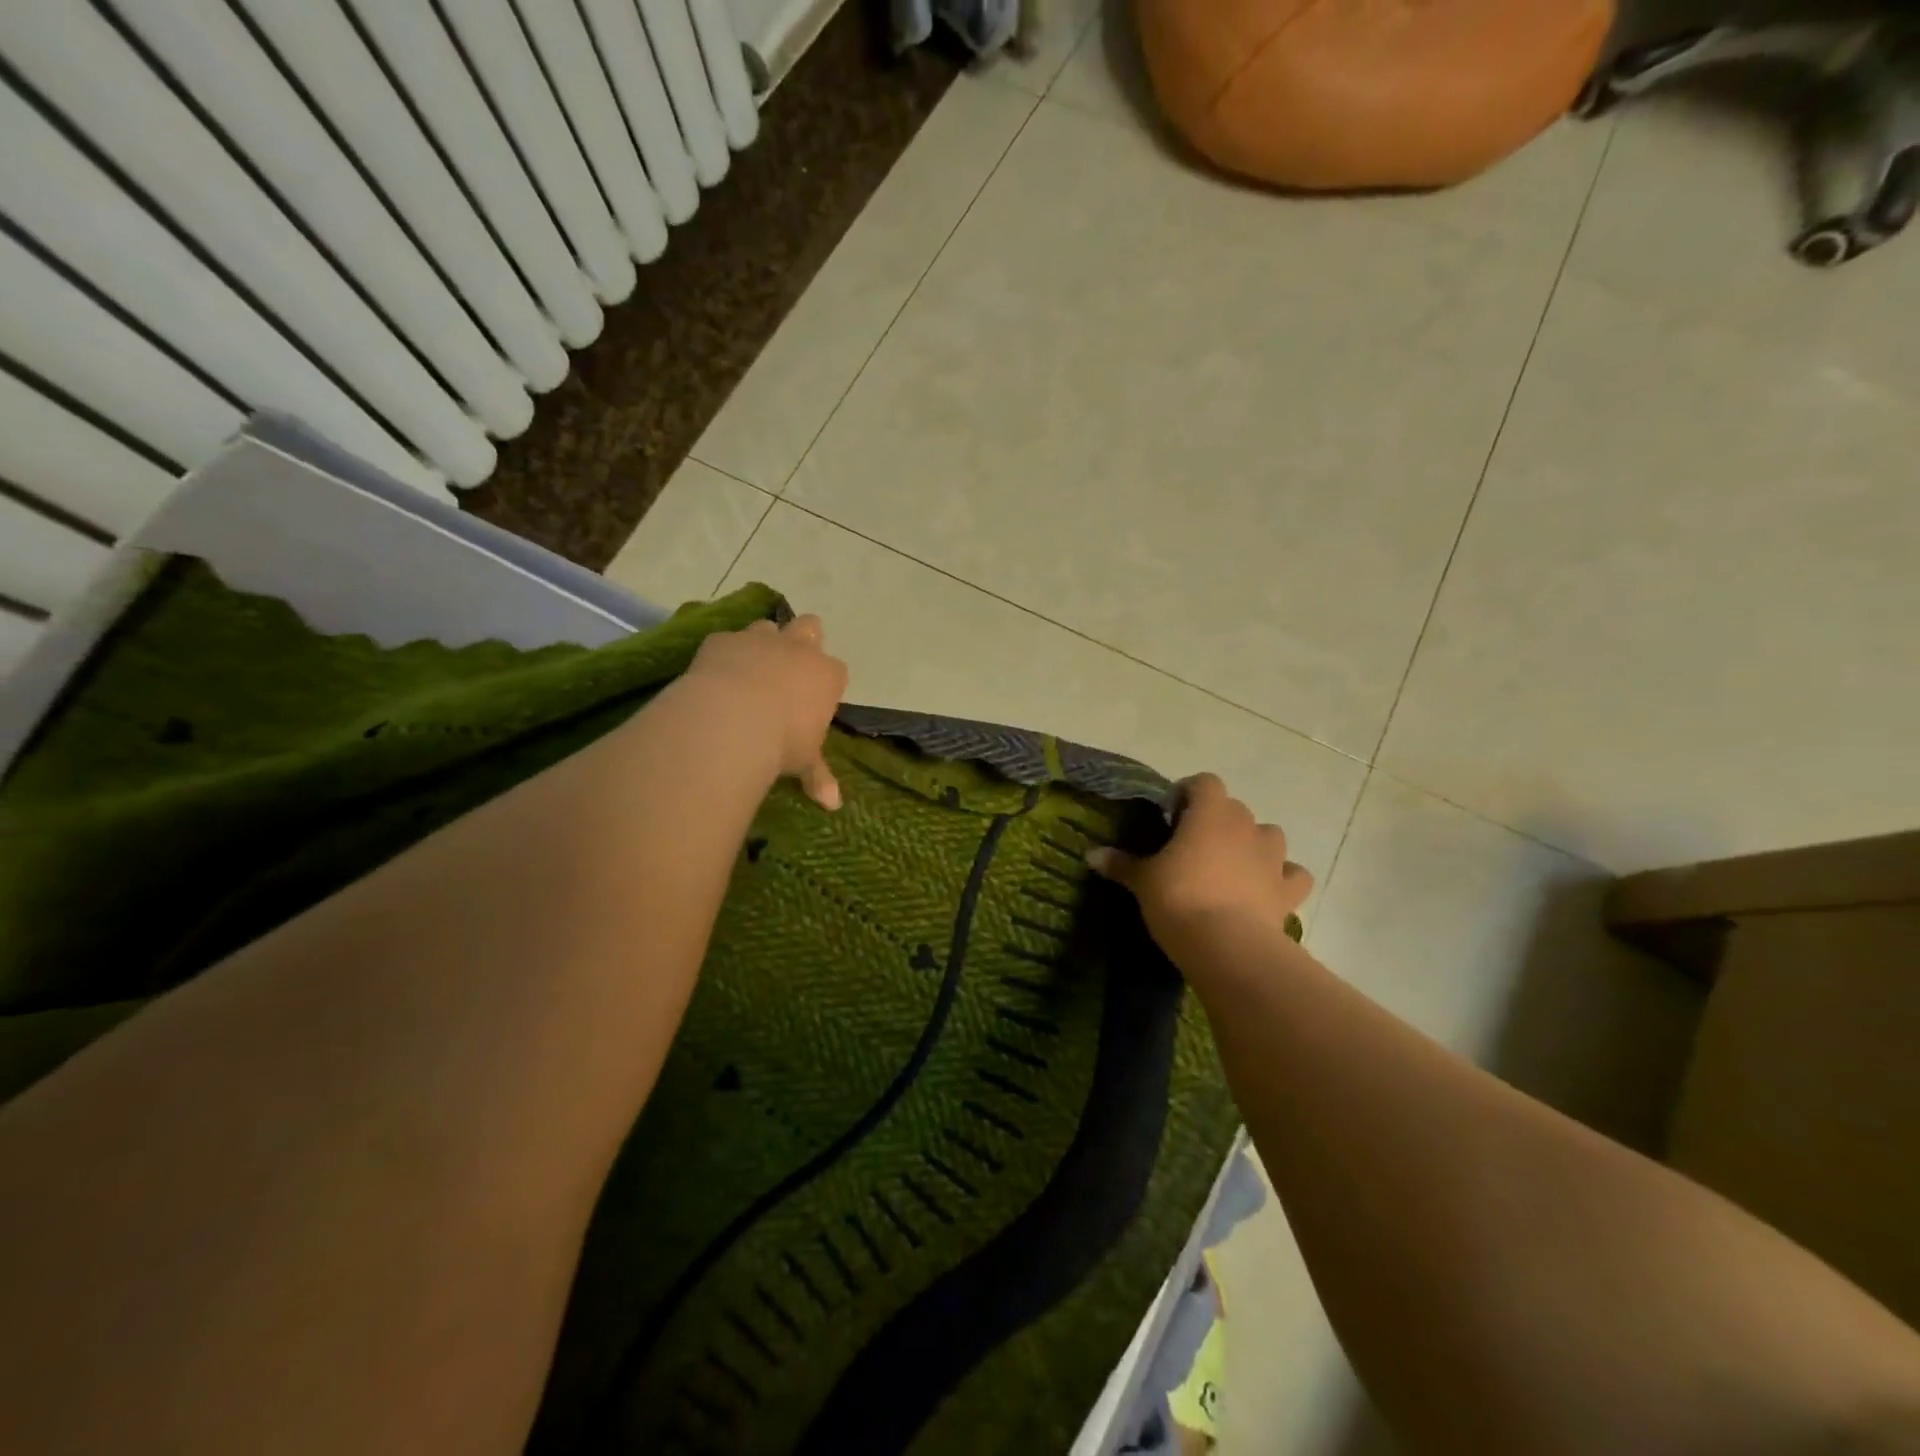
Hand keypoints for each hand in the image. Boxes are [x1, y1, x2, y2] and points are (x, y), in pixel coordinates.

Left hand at [682, 614, 848, 809]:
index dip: (825, 683)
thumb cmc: (782, 742)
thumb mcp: (804, 762)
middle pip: (810, 627)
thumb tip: (833, 804)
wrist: (731, 720)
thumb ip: (817, 775)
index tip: (814, 702)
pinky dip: (724, 653)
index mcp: (827, 676)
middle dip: (803, 641)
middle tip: (788, 670)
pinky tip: (714, 674)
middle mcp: (798, 648)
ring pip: (768, 625)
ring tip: (749, 669)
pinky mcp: (723, 640)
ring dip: (762, 642)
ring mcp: (759, 639)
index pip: (836, 671)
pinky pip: (726, 639)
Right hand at [1087, 774, 1311, 951]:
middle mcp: (1246, 825)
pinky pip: (1292, 875)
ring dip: (1252, 844)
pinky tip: (1265, 890)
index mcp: (1210, 813)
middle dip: (1216, 821)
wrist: (1227, 947)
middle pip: (1234, 808)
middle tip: (1192, 847)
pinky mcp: (1288, 890)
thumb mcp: (1142, 881)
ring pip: (1269, 835)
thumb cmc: (1179, 899)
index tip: (1170, 816)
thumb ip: (1121, 864)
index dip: (1187, 793)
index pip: (1204, 782)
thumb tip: (1091, 855)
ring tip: (1230, 866)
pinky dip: (1281, 878)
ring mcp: (1273, 857)